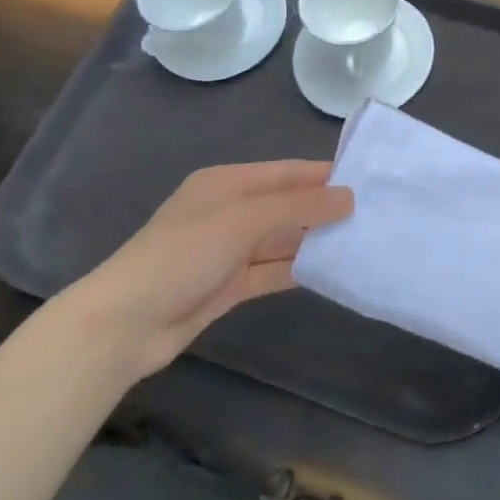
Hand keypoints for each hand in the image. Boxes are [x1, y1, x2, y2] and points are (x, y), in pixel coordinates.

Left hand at [59, 160, 352, 380]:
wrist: (124, 326)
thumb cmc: (181, 256)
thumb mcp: (242, 221)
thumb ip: (297, 207)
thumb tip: (349, 196)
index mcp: (227, 184)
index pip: (287, 173)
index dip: (324, 175)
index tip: (369, 179)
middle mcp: (231, 212)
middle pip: (287, 205)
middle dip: (325, 208)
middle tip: (375, 213)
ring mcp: (230, 250)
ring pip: (283, 239)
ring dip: (316, 240)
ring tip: (363, 240)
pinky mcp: (230, 285)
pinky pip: (274, 270)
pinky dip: (299, 269)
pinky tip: (333, 270)